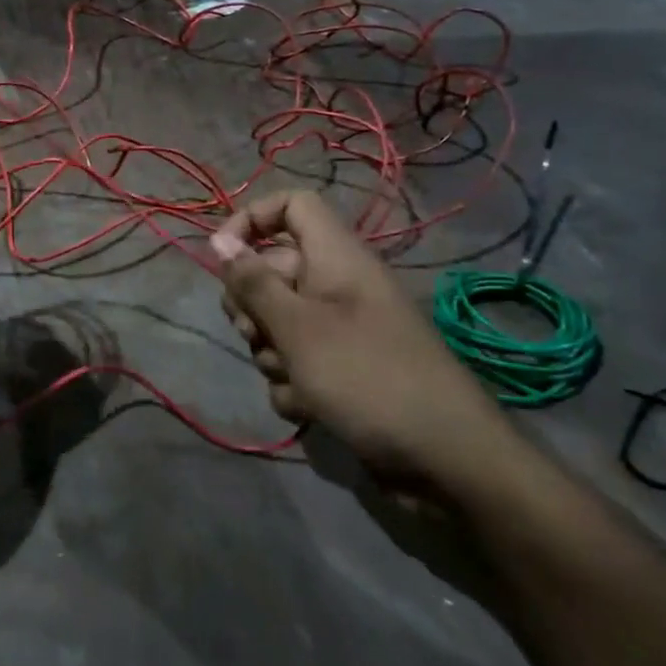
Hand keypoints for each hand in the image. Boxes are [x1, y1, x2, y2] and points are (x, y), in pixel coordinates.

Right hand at [210, 190, 519, 502]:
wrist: (446, 460)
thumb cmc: (367, 378)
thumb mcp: (297, 327)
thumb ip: (253, 282)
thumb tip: (219, 239)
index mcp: (336, 258)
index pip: (292, 205)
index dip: (252, 218)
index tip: (222, 255)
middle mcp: (337, 285)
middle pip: (272, 269)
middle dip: (252, 305)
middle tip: (256, 334)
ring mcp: (340, 329)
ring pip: (277, 321)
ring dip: (271, 352)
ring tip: (294, 377)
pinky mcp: (341, 369)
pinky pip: (296, 360)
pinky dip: (293, 383)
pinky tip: (308, 406)